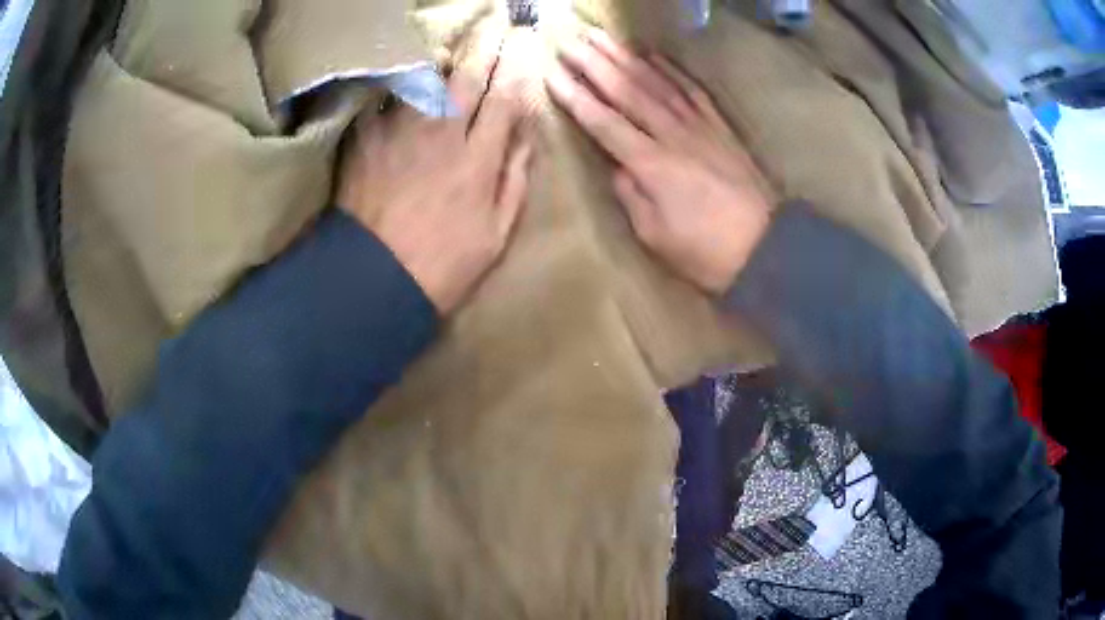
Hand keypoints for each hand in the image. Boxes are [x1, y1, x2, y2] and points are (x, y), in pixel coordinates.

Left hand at [338, 31, 532, 314]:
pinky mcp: (367, 137)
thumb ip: (514, 178)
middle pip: (470, 74)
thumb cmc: (443, 263)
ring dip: (448, 50)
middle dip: (489, 41)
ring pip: (429, 75)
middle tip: (500, 18)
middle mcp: (442, 133)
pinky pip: (387, 95)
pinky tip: (412, 66)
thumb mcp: (497, 232)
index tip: (527, 41)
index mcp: (478, 158)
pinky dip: (402, 77)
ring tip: (459, 35)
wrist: (372, 279)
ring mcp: (400, 131)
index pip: (507, 96)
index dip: (521, 64)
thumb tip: (525, 134)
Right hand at [546, 30, 773, 294]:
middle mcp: (673, 135)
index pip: (603, 122)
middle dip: (594, 63)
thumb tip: (616, 165)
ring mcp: (699, 126)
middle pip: (627, 91)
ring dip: (626, 56)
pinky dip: (671, 70)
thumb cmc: (706, 252)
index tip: (551, 72)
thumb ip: (630, 196)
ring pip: (657, 83)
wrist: (766, 247)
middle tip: (568, 39)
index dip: (575, 96)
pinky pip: (692, 90)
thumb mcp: (656, 236)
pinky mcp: (720, 127)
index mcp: (651, 165)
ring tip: (601, 36)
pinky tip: (653, 55)